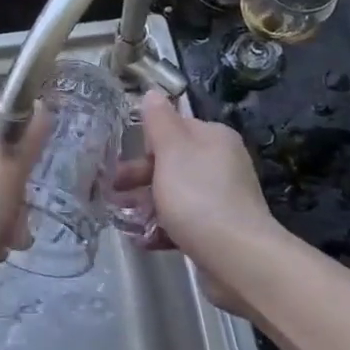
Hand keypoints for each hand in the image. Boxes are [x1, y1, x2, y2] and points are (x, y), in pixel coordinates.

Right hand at [139, 89, 278, 313]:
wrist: (237, 257)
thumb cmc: (198, 196)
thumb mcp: (171, 150)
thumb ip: (158, 120)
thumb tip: (152, 92)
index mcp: (214, 138)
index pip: (174, 128)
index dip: (145, 142)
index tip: (118, 157)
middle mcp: (222, 163)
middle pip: (172, 163)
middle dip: (139, 177)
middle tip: (111, 191)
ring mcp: (223, 198)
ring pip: (174, 194)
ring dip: (146, 205)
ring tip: (121, 219)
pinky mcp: (219, 230)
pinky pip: (184, 222)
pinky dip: (162, 228)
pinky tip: (143, 241)